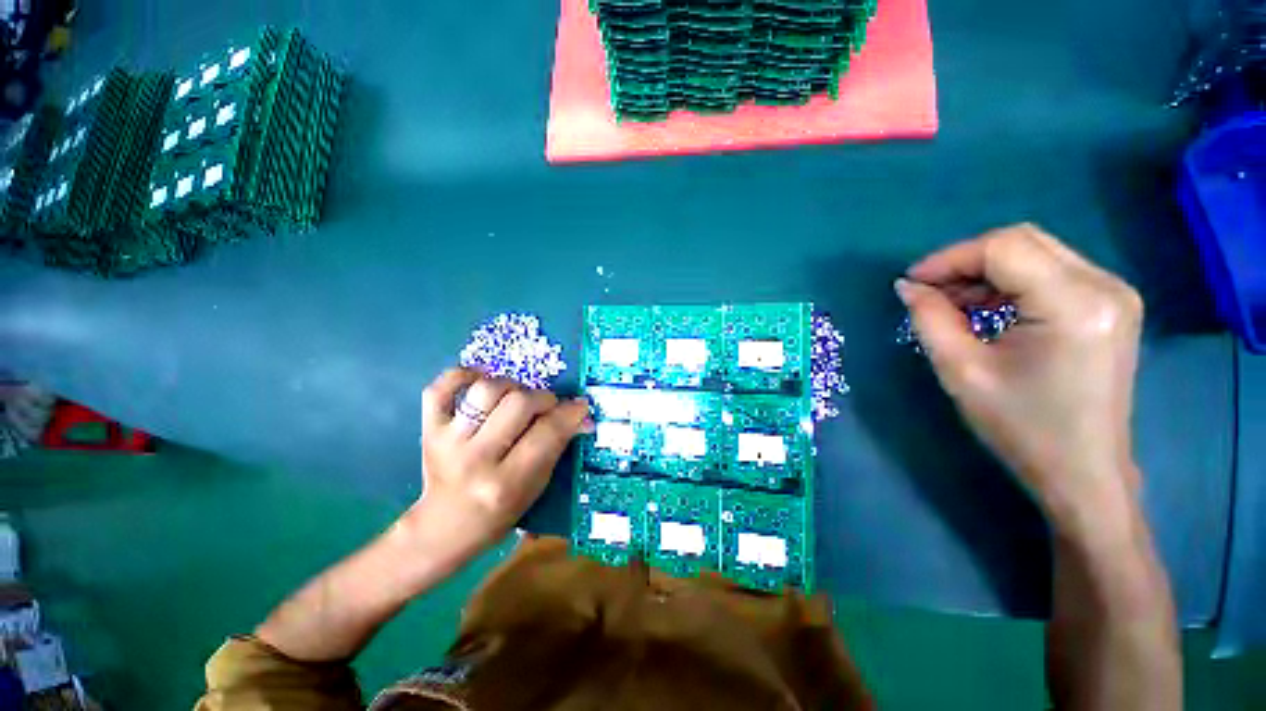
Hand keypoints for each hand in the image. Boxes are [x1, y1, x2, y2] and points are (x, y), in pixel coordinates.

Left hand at [404, 368, 591, 561]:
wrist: (446, 525)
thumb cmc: (501, 510)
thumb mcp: (537, 485)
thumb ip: (558, 446)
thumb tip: (582, 415)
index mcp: (507, 482)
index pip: (547, 433)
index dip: (570, 413)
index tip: (580, 406)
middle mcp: (476, 459)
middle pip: (519, 403)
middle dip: (543, 399)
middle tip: (547, 408)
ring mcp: (447, 441)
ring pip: (487, 389)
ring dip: (513, 387)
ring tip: (518, 397)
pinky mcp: (429, 429)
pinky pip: (440, 388)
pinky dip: (462, 374)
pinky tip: (481, 378)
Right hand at [895, 224, 1143, 525]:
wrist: (1082, 472)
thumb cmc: (1021, 428)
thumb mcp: (962, 372)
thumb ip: (930, 319)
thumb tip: (908, 287)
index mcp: (1073, 305)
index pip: (1003, 249)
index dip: (949, 258)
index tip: (912, 283)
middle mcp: (1104, 286)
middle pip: (1022, 241)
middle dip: (966, 261)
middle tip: (928, 291)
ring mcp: (1113, 294)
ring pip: (1036, 253)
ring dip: (986, 272)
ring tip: (951, 303)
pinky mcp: (1110, 306)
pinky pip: (1051, 273)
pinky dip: (1010, 283)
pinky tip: (986, 310)